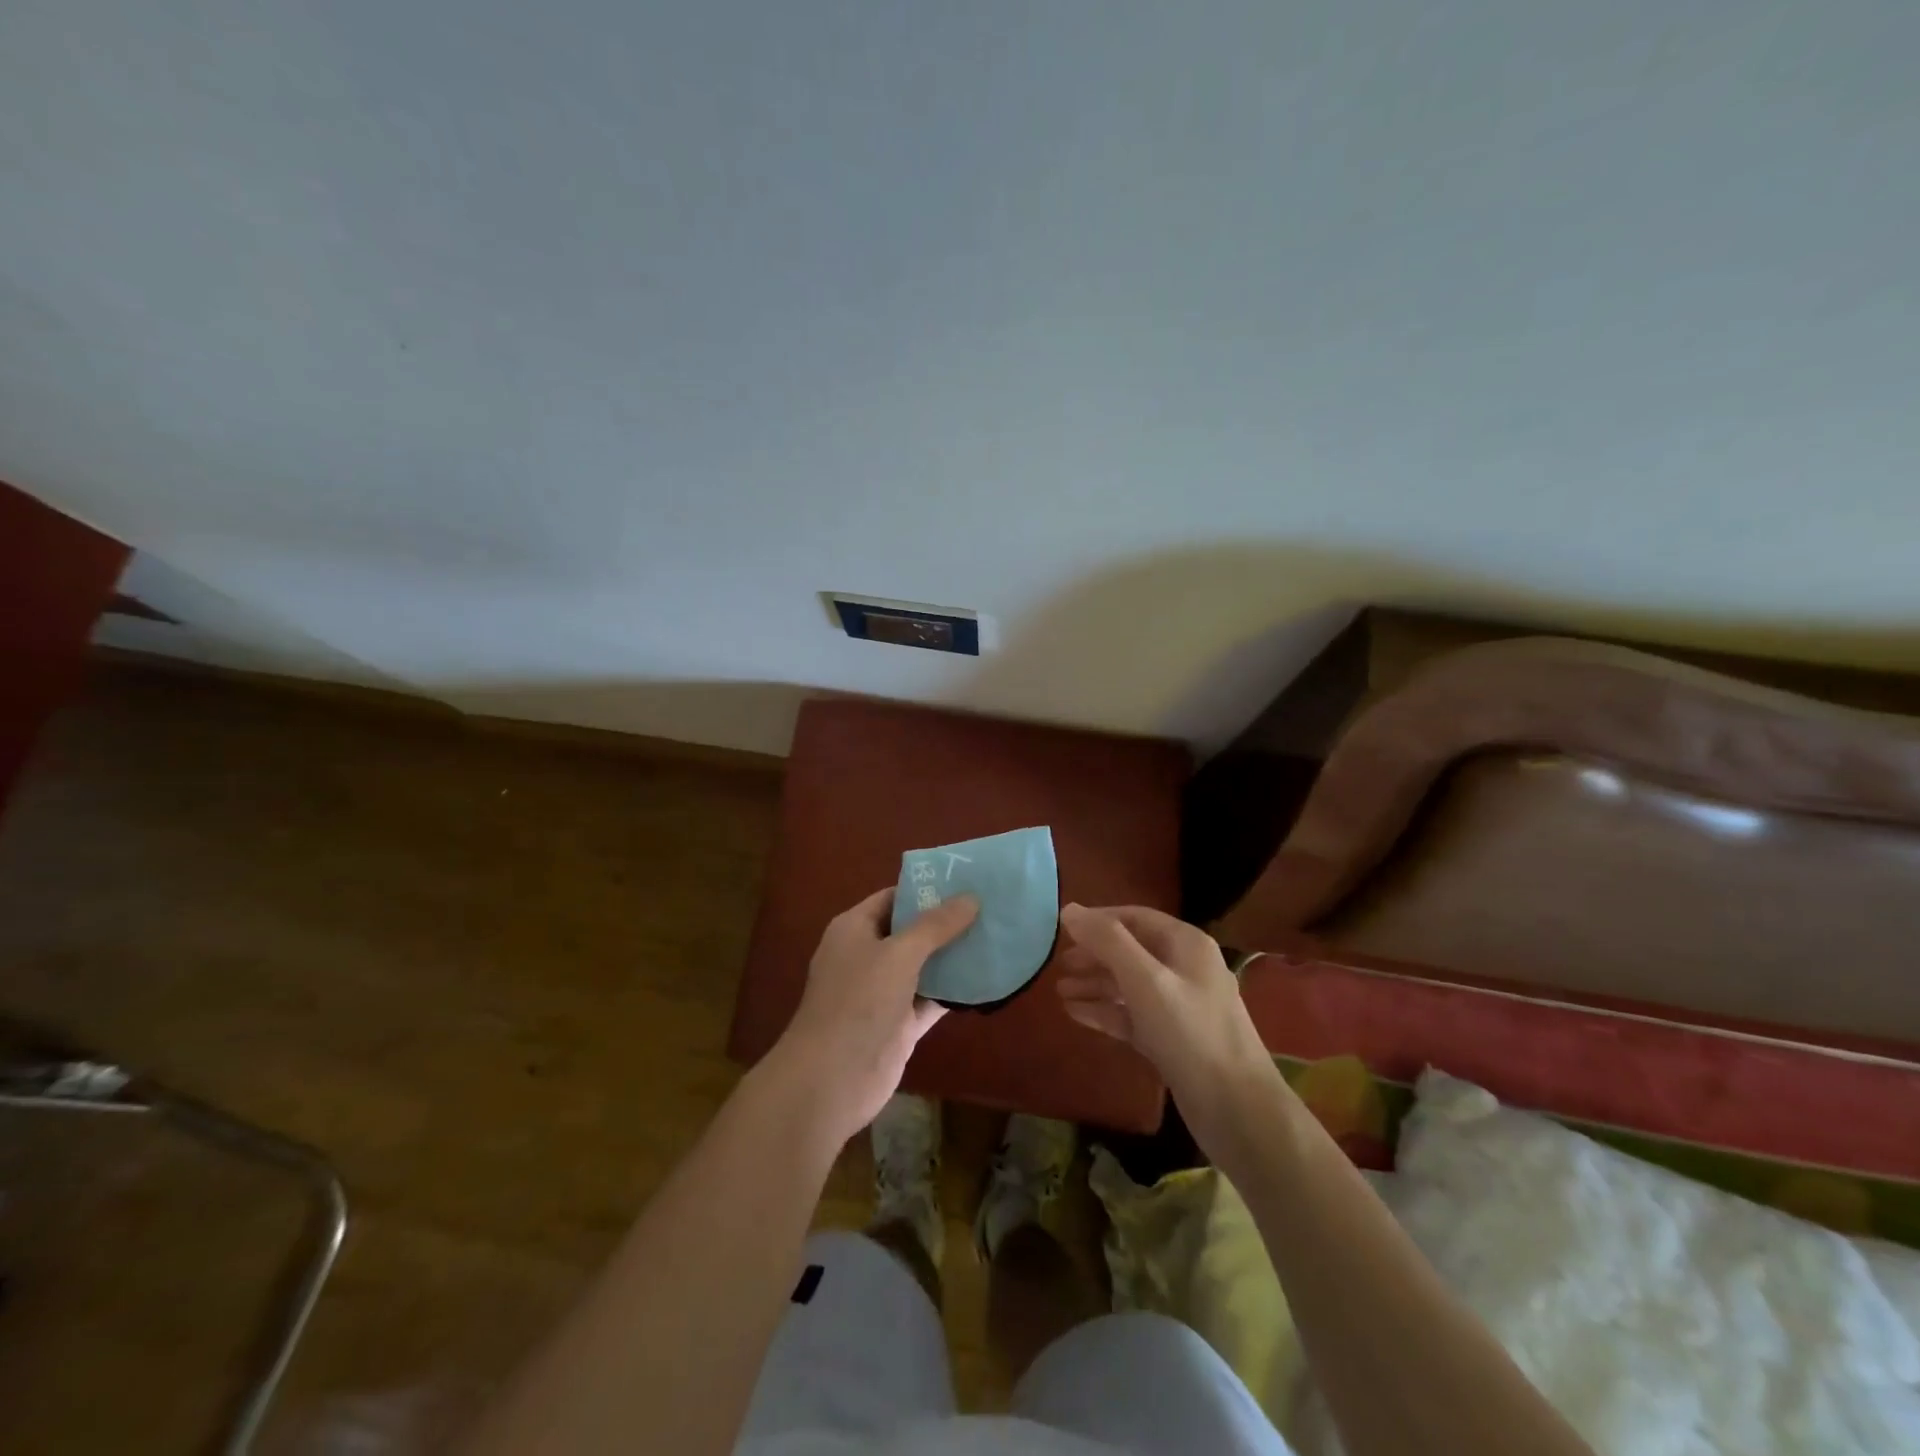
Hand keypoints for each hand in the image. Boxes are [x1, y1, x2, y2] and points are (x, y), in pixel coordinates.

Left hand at [768, 887, 977, 1146]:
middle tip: (990, 908)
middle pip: (911, 931)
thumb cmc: (859, 1002)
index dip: (926, 889)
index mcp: (854, 929)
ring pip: (923, 966)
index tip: (966, 882)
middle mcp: (867, 956)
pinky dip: (953, 992)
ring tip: (995, 937)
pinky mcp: (898, 1025)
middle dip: (946, 922)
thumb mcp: (899, 954)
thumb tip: (970, 897)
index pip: (892, 898)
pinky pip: (929, 999)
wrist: (831, 1080)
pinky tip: (986, 980)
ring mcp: (882, 993)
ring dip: (953, 957)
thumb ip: (935, 925)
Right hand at [1056, 903, 1282, 1160]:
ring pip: (1129, 985)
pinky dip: (1106, 1011)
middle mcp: (1185, 968)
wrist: (1237, 1110)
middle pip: (1130, 951)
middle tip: (1057, 965)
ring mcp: (1180, 1006)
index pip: (1134, 917)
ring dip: (1095, 984)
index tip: (1060, 929)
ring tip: (1060, 991)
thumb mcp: (1145, 980)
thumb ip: (1107, 942)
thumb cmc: (1190, 1034)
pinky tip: (1076, 1014)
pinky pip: (1133, 1015)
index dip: (1097, 920)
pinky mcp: (1173, 1039)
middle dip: (1093, 955)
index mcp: (1186, 944)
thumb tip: (1069, 909)